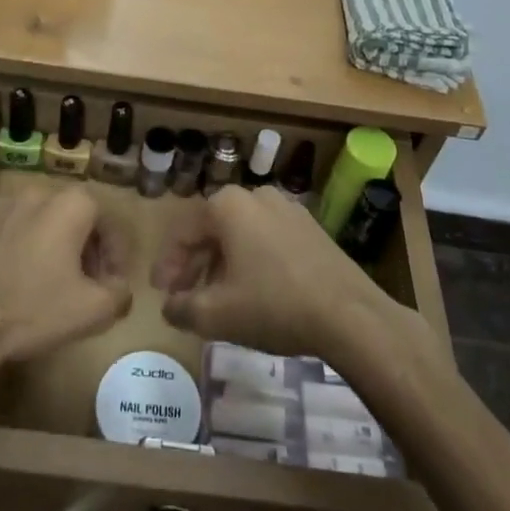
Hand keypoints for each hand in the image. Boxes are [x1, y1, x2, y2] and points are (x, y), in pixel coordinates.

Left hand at [0, 187, 132, 367]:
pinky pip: (8, 233)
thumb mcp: (91, 310)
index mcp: (70, 205)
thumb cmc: (31, 309)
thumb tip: (119, 287)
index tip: (111, 284)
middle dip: (85, 249)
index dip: (115, 255)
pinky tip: (12, 284)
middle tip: (84, 285)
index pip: (108, 221)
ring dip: (50, 248)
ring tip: (48, 286)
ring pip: (39, 223)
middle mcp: (36, 193)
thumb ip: (119, 294)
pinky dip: (18, 251)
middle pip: (73, 218)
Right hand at [151, 186, 417, 361]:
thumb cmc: (274, 305)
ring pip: (240, 234)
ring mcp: (287, 209)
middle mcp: (256, 196)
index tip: (160, 292)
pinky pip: (266, 239)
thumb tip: (169, 307)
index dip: (167, 265)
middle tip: (183, 296)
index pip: (183, 232)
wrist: (349, 314)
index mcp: (227, 205)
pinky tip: (252, 292)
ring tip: (216, 298)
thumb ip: (182, 308)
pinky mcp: (311, 228)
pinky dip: (251, 261)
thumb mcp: (216, 314)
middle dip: (194, 264)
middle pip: (212, 230)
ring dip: (222, 263)